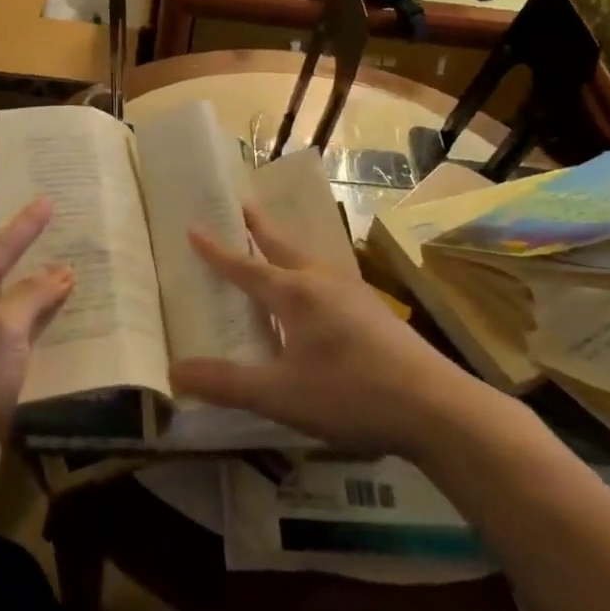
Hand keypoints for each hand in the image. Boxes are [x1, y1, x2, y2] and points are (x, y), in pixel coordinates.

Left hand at [0, 197, 73, 510]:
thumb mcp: (3, 333)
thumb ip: (33, 296)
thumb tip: (62, 271)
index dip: (25, 227)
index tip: (48, 201)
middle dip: (31, 258)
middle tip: (61, 232)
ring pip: (7, 308)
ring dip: (37, 294)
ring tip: (70, 271)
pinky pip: (11, 336)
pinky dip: (35, 325)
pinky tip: (60, 319)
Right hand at [172, 204, 468, 456]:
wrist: (435, 406)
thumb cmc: (350, 394)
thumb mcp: (279, 394)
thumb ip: (226, 383)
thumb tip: (174, 373)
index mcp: (295, 293)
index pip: (245, 266)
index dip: (216, 250)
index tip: (194, 227)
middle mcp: (322, 281)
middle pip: (282, 245)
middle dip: (258, 226)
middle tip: (242, 204)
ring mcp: (353, 292)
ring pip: (309, 259)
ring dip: (285, 246)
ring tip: (272, 244)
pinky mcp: (373, 310)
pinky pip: (327, 278)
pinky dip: (307, 271)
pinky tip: (314, 294)